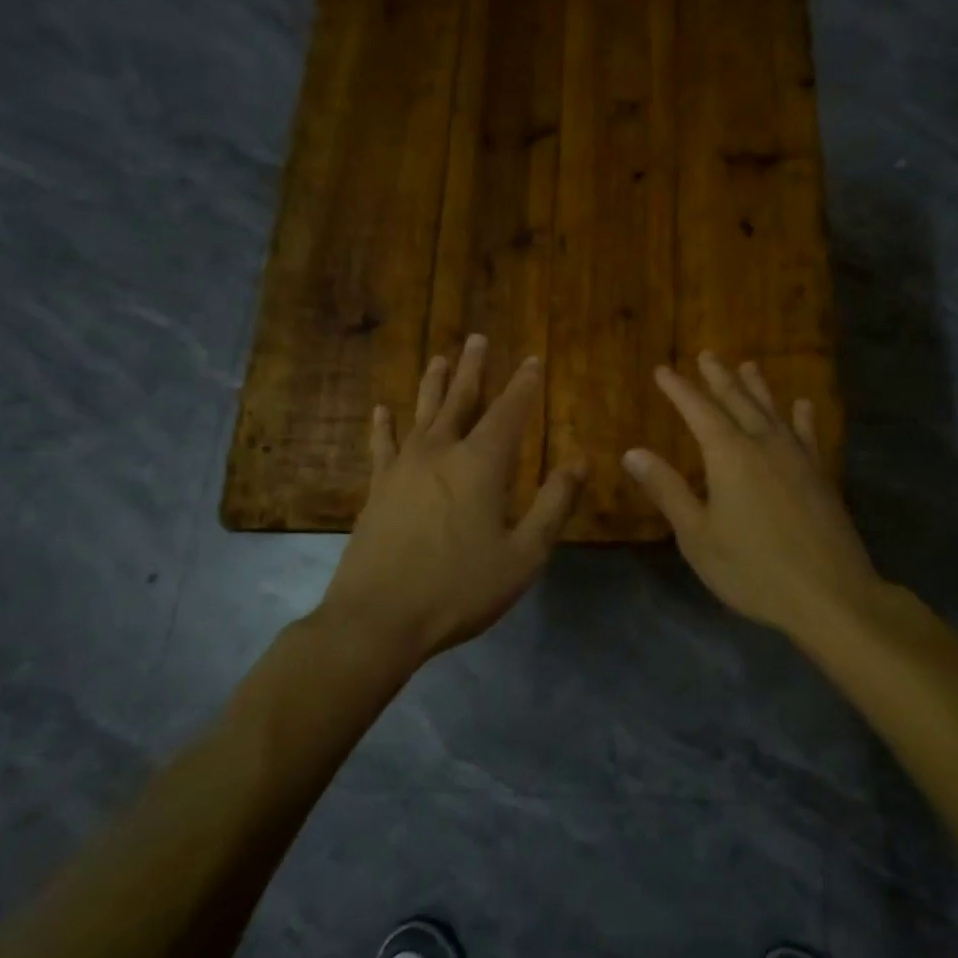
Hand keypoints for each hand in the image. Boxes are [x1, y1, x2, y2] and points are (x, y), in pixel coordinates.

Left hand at [317, 335, 584, 662]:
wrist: (379, 619)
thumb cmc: (460, 589)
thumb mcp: (524, 554)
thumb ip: (553, 504)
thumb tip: (579, 462)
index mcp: (481, 465)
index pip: (509, 412)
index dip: (524, 384)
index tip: (533, 359)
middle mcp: (441, 453)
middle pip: (461, 400)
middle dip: (474, 369)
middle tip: (477, 338)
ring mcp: (404, 468)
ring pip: (422, 413)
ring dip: (433, 383)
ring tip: (439, 357)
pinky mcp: (378, 489)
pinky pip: (382, 446)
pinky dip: (384, 426)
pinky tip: (382, 410)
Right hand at [623, 352, 883, 636]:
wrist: (829, 593)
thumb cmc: (753, 569)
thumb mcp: (697, 535)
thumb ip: (668, 490)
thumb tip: (633, 452)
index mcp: (729, 456)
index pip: (698, 411)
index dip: (679, 389)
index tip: (664, 370)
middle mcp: (764, 445)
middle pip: (737, 401)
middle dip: (718, 378)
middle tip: (707, 354)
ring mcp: (797, 458)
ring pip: (773, 411)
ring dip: (757, 387)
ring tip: (748, 365)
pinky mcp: (819, 475)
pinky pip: (808, 434)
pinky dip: (802, 417)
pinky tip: (802, 405)